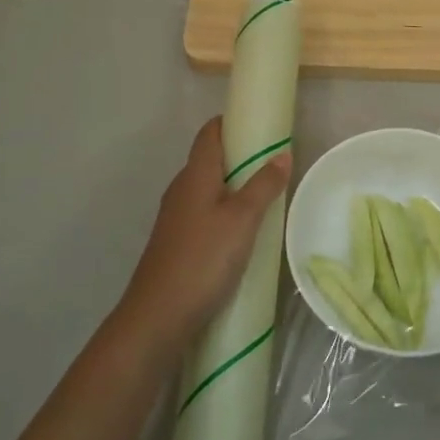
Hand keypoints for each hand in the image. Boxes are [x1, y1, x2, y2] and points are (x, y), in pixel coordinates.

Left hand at [118, 117, 291, 353]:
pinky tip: (243, 232)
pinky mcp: (176, 242)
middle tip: (274, 164)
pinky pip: (204, 214)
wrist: (158, 317)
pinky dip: (224, 211)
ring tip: (266, 198)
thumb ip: (263, 186)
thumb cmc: (203, 259)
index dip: (233, 122)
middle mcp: (181, 189)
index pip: (210, 133)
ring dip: (234, 187)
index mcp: (195, 175)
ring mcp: (175, 217)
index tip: (261, 125)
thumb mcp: (243, 220)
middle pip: (210, 159)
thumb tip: (282, 154)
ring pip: (208, 189)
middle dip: (240, 156)